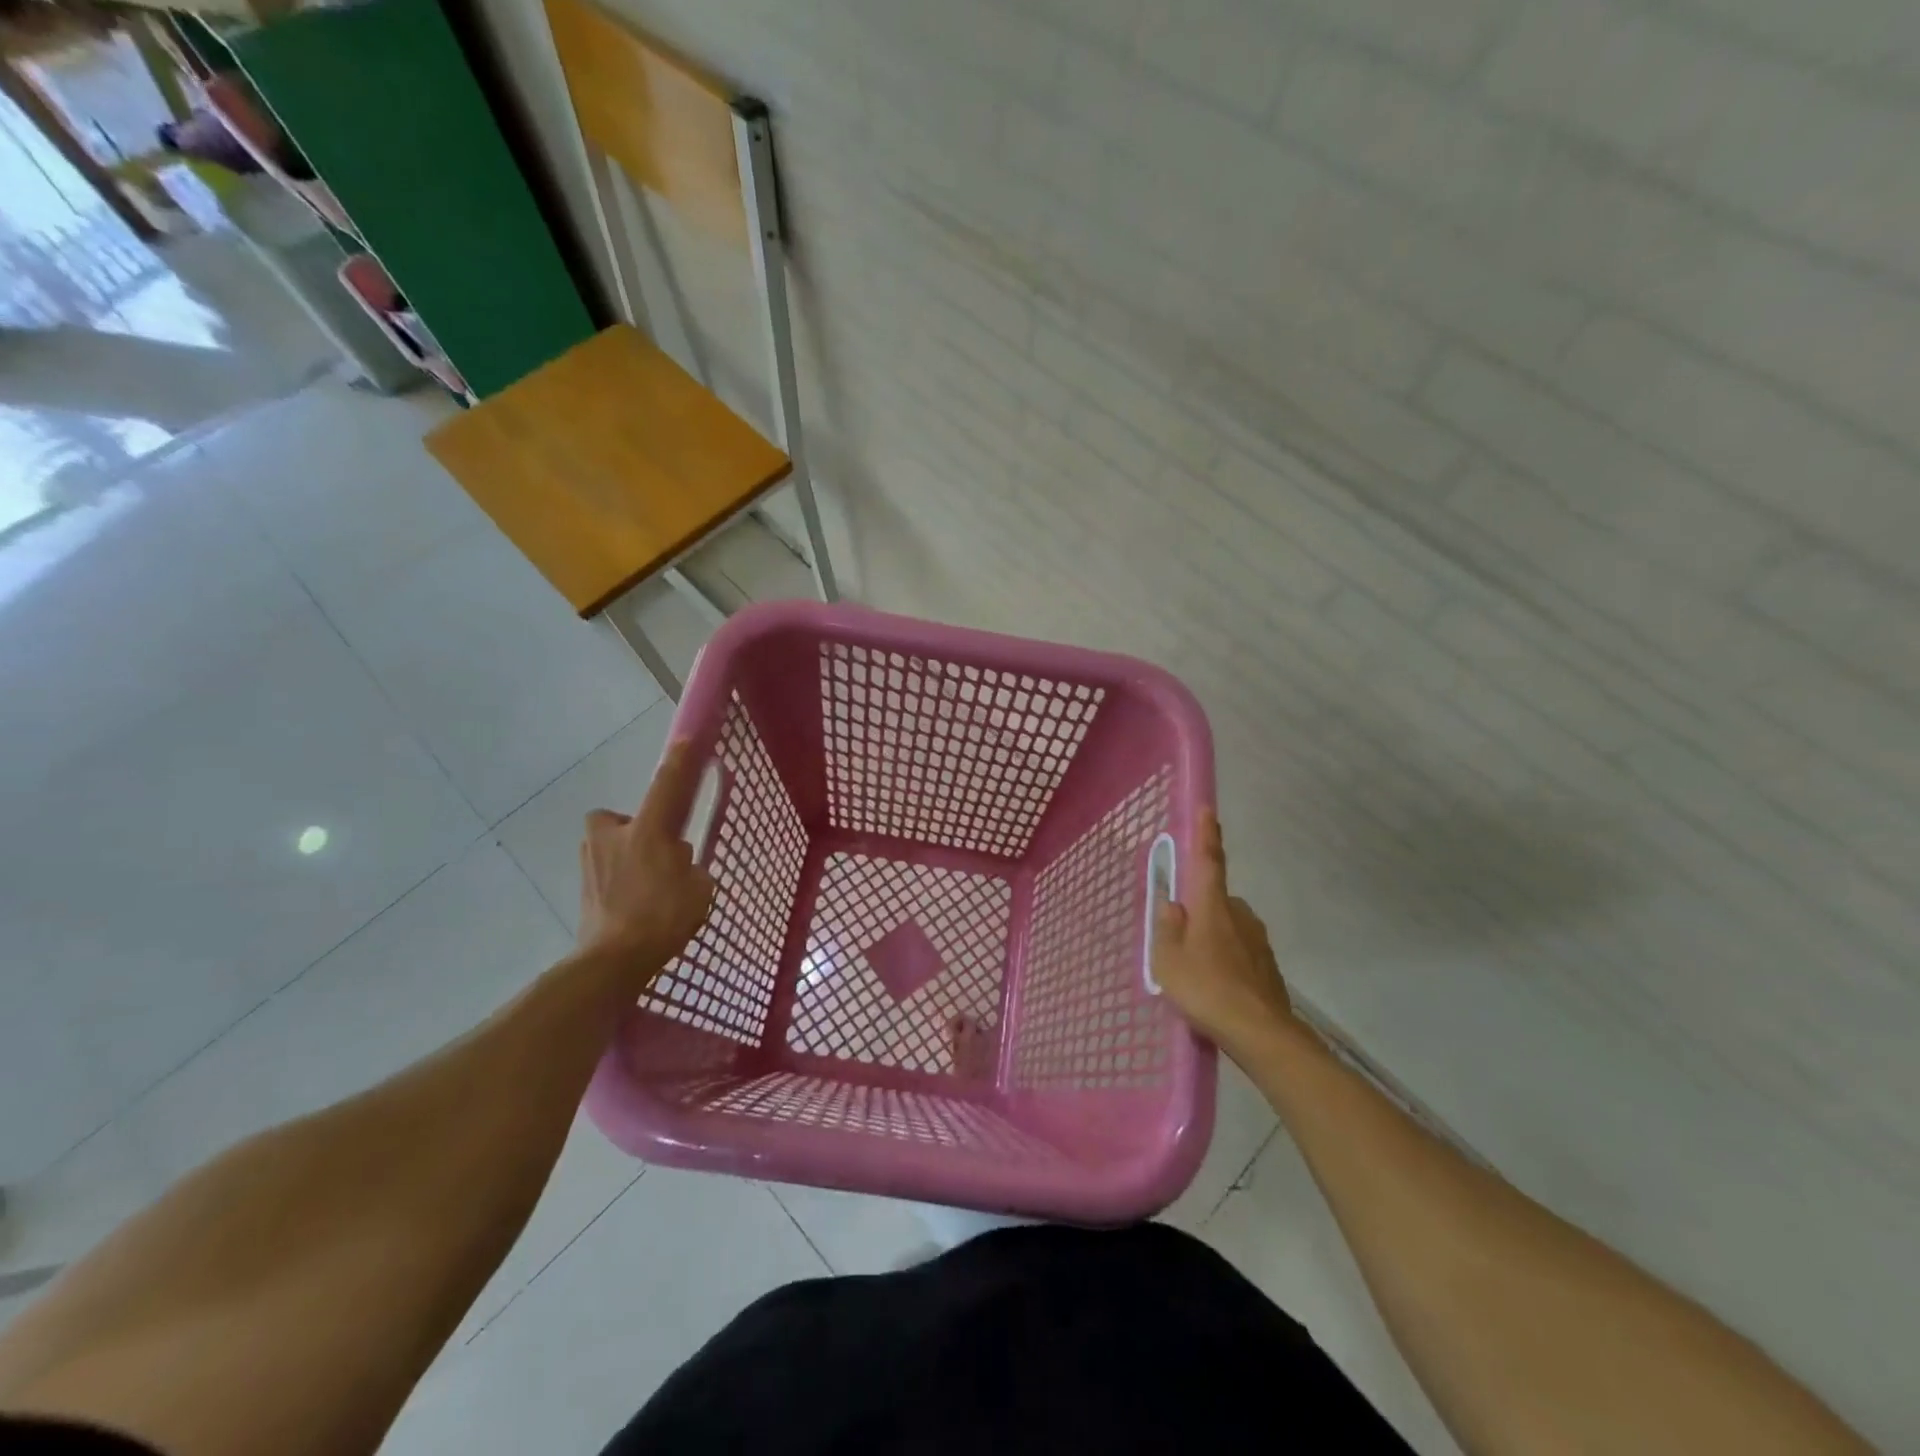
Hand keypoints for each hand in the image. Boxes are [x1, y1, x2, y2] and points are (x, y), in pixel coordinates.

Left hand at [577, 740, 715, 982]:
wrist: (612, 961)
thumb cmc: (663, 919)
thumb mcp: (699, 890)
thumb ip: (692, 869)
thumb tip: (679, 866)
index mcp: (648, 831)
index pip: (666, 786)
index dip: (678, 762)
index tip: (685, 739)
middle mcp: (614, 836)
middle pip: (619, 817)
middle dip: (633, 828)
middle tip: (654, 850)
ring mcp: (591, 860)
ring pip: (608, 845)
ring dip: (624, 855)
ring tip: (645, 884)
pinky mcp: (581, 886)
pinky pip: (604, 871)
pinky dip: (617, 881)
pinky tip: (632, 905)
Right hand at [1153, 809, 1293, 1058]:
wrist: (1260, 1033)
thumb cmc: (1206, 989)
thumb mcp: (1168, 960)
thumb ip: (1166, 927)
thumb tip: (1172, 904)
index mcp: (1213, 907)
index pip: (1209, 861)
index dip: (1206, 835)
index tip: (1208, 809)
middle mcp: (1240, 915)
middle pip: (1215, 900)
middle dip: (1199, 911)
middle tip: (1180, 941)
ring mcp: (1258, 940)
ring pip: (1228, 927)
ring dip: (1212, 938)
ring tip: (1196, 973)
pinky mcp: (1268, 965)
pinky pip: (1239, 951)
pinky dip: (1226, 960)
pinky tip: (1216, 987)